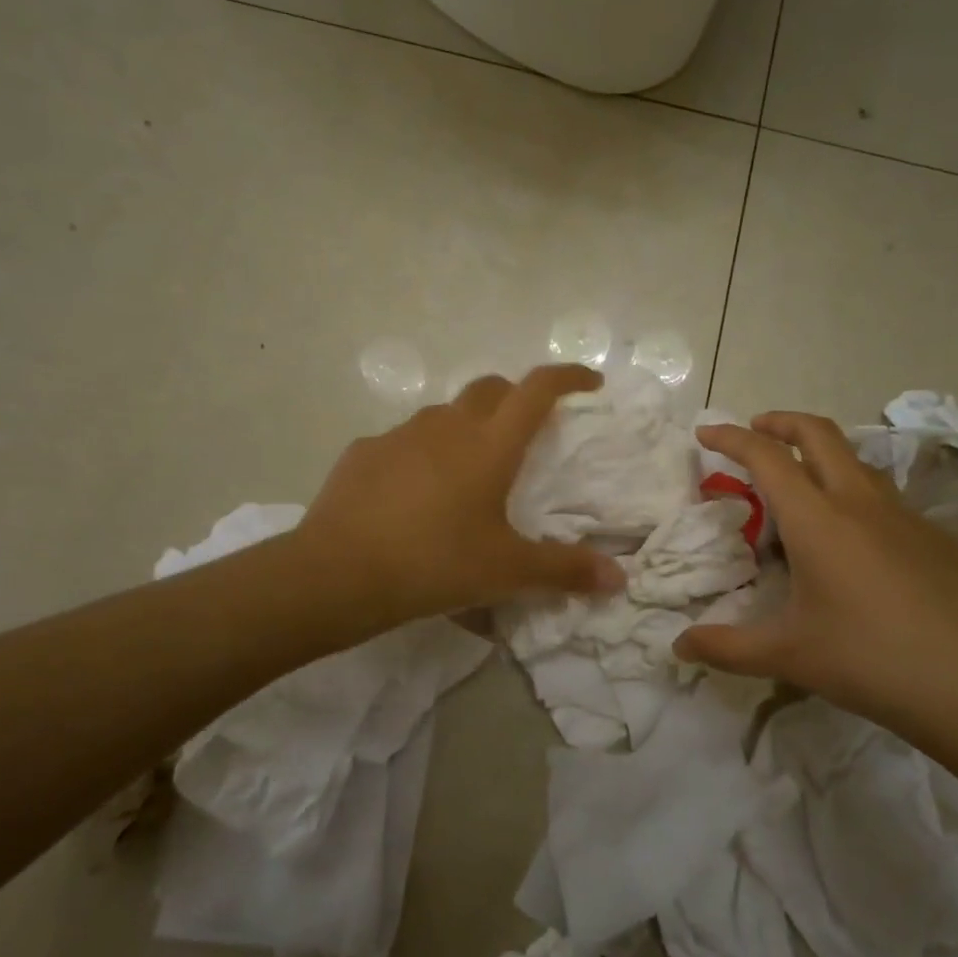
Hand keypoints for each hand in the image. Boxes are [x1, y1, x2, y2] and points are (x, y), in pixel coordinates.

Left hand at [293, 365, 625, 631]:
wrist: (338, 573)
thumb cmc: (435, 563)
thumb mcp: (506, 571)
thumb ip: (565, 570)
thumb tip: (619, 579)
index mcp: (490, 445)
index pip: (538, 389)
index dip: (568, 378)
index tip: (589, 382)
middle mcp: (448, 425)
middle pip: (491, 388)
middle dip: (516, 397)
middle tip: (527, 429)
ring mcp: (401, 434)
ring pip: (445, 413)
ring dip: (466, 426)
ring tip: (468, 469)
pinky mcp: (364, 451)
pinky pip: (404, 441)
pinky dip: (421, 454)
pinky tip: (413, 494)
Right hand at [674, 412, 957, 729]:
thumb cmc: (869, 661)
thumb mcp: (787, 656)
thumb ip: (726, 647)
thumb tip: (679, 646)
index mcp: (817, 519)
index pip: (766, 457)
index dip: (731, 437)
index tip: (705, 432)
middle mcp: (859, 502)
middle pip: (818, 433)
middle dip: (780, 421)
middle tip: (755, 430)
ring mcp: (904, 515)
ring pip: (855, 460)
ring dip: (820, 454)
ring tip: (800, 484)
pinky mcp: (935, 536)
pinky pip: (884, 497)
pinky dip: (854, 493)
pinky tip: (855, 539)